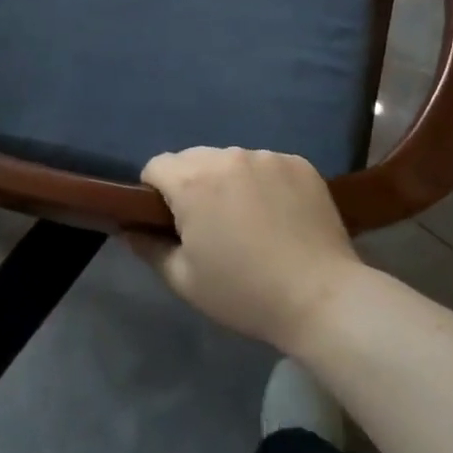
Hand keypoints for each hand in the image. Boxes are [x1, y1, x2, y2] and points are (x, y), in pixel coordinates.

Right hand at [137, 148, 362, 351]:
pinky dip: (264, 183)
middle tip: (209, 225)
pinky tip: (279, 216)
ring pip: (231, 160)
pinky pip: (267, 165)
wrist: (322, 297)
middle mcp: (227, 156)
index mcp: (193, 181)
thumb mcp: (185, 281)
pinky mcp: (298, 163)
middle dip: (192, 184)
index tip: (170, 222)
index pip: (156, 166)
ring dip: (229, 181)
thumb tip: (130, 228)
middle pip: (193, 159)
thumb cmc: (245, 293)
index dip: (155, 192)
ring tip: (249, 221)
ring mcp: (267, 156)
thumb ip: (149, 248)